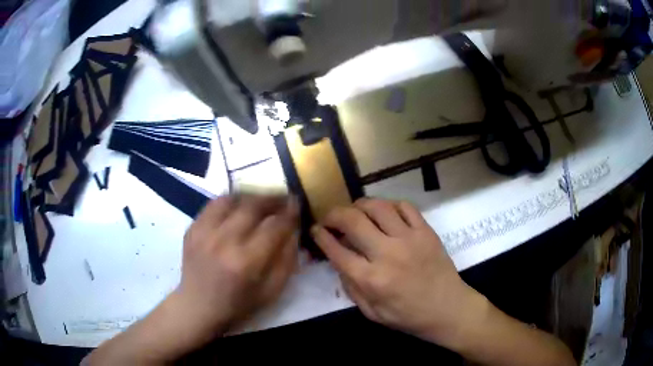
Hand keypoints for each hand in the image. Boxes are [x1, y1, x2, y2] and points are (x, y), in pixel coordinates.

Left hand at [178, 195, 299, 335]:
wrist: (199, 306)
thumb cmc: (239, 304)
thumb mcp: (272, 291)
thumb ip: (287, 259)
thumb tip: (293, 229)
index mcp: (247, 262)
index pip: (274, 226)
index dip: (290, 212)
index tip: (297, 204)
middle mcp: (224, 241)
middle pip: (253, 206)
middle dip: (273, 199)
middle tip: (282, 198)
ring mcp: (204, 232)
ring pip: (232, 199)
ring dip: (250, 197)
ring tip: (260, 201)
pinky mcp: (192, 228)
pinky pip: (213, 204)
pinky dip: (230, 201)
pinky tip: (237, 207)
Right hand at [311, 198, 479, 345]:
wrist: (448, 309)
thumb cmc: (408, 316)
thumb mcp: (371, 312)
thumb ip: (351, 287)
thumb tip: (338, 261)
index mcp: (371, 279)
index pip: (336, 250)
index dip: (320, 236)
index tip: (315, 230)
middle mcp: (387, 254)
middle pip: (352, 221)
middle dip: (334, 215)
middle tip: (330, 218)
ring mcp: (409, 238)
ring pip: (377, 206)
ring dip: (360, 205)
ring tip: (355, 212)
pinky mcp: (426, 231)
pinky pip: (405, 206)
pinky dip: (389, 205)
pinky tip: (385, 214)